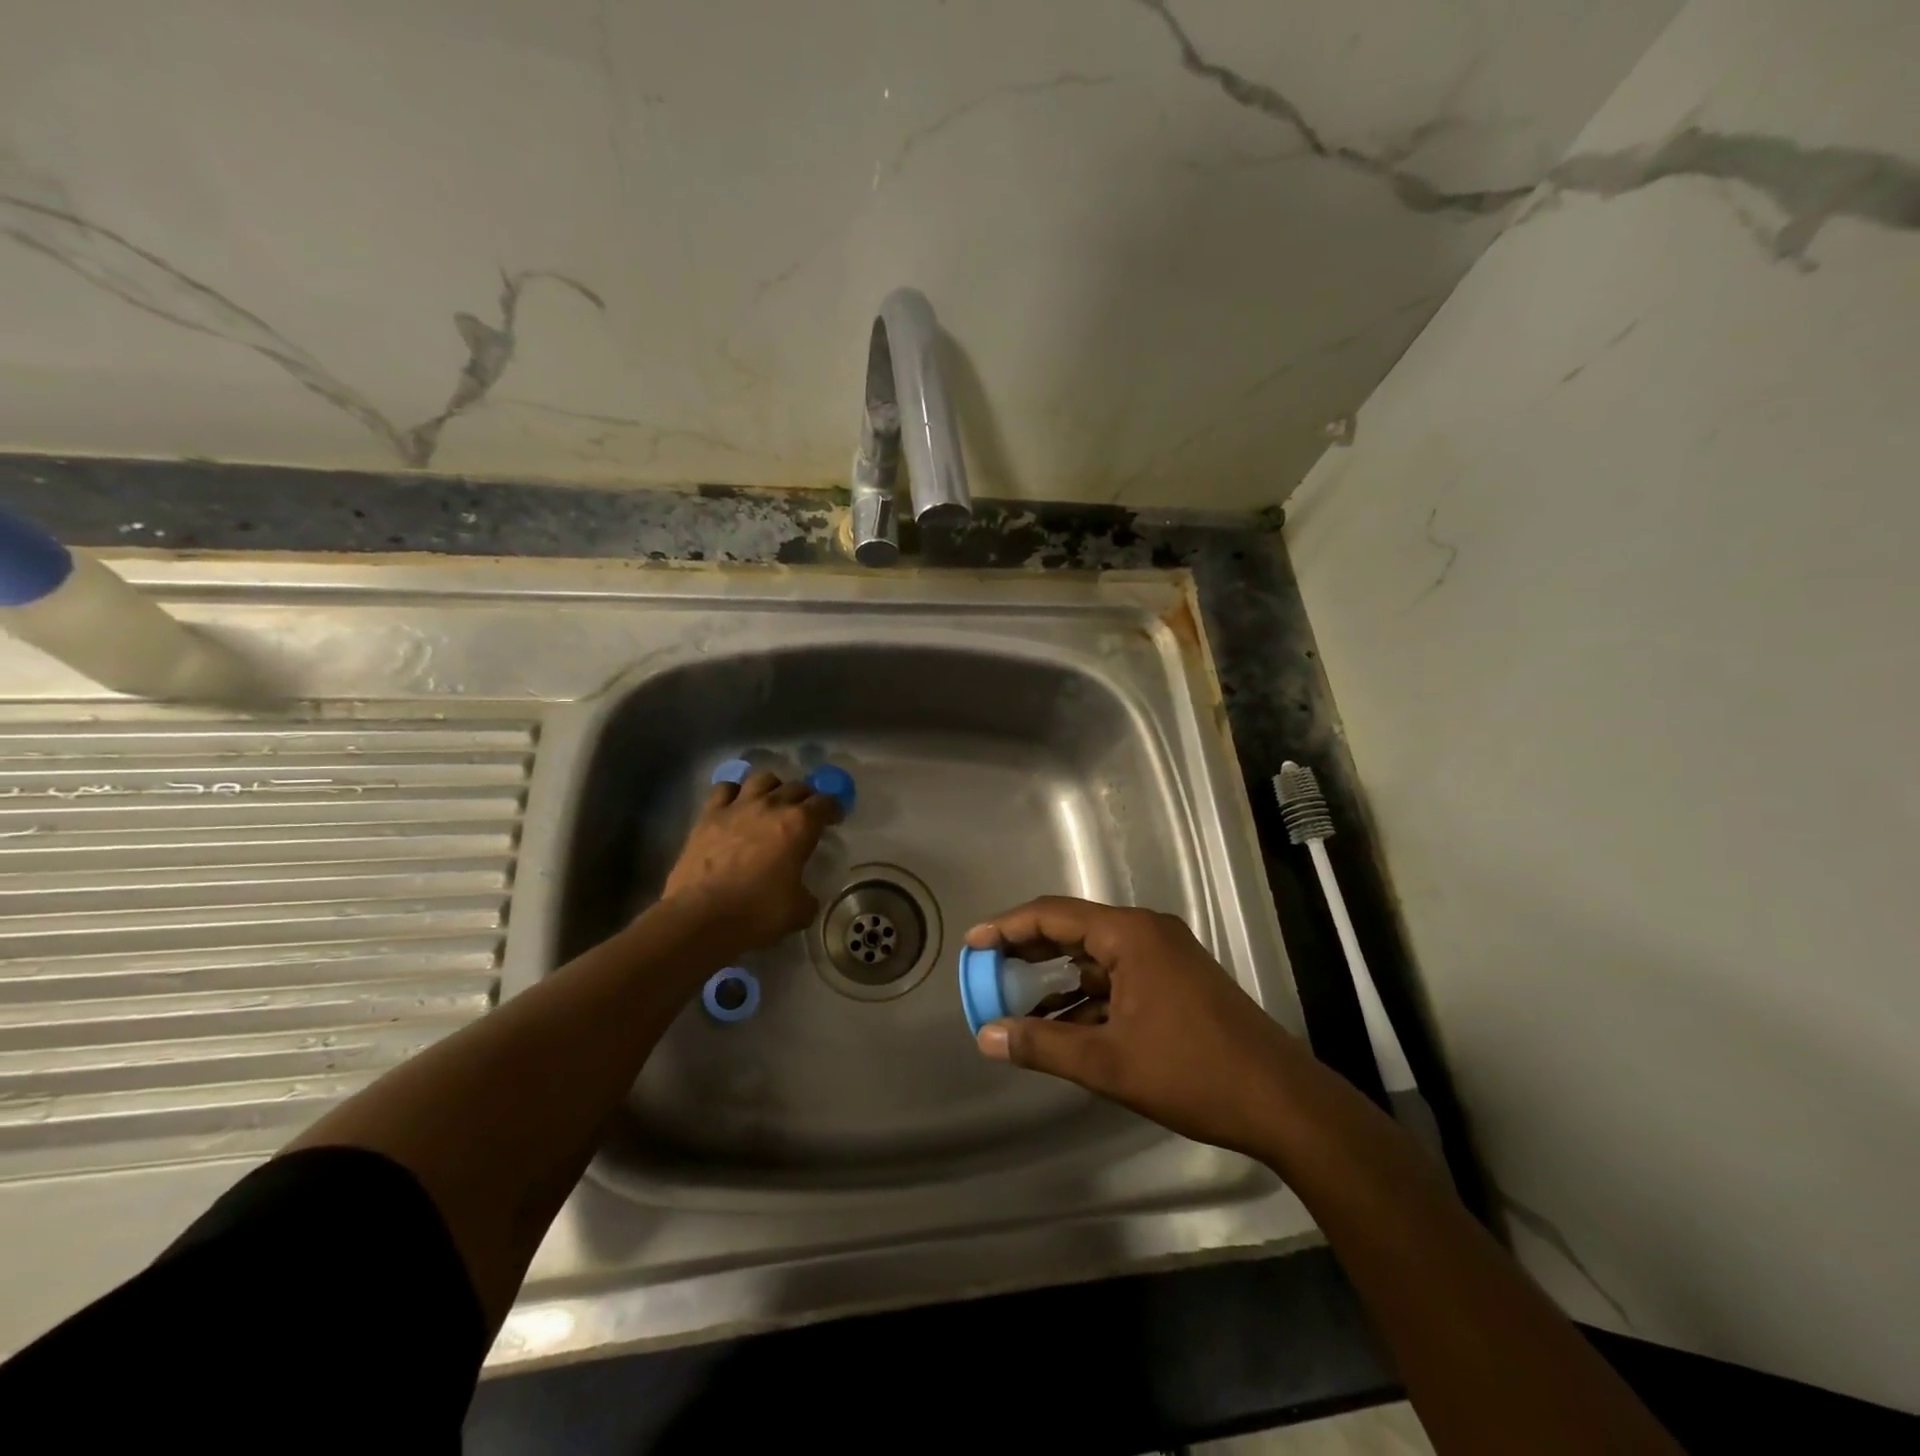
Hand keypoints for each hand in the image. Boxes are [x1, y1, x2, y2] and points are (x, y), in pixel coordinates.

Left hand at [661, 770, 839, 956]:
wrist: (700, 917)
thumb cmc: (756, 913)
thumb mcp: (798, 911)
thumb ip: (807, 897)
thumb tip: (805, 896)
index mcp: (800, 824)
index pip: (826, 802)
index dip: (833, 809)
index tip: (834, 819)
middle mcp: (771, 806)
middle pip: (796, 786)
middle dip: (806, 797)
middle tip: (805, 815)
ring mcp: (737, 806)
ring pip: (762, 778)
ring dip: (773, 787)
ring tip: (772, 803)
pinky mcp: (708, 815)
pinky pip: (725, 788)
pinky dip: (735, 793)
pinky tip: (736, 806)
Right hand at [967, 897, 1309, 1159]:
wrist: (1281, 1102)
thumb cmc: (1191, 1072)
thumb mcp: (1107, 1063)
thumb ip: (1041, 1045)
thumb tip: (986, 1036)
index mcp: (1130, 934)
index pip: (1053, 914)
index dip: (1008, 926)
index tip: (973, 941)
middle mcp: (1146, 933)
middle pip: (1074, 928)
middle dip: (1028, 948)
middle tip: (987, 966)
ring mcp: (1165, 956)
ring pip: (1096, 956)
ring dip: (1057, 978)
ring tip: (1015, 999)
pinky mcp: (1177, 981)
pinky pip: (1118, 977)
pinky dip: (1087, 995)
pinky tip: (1063, 1024)